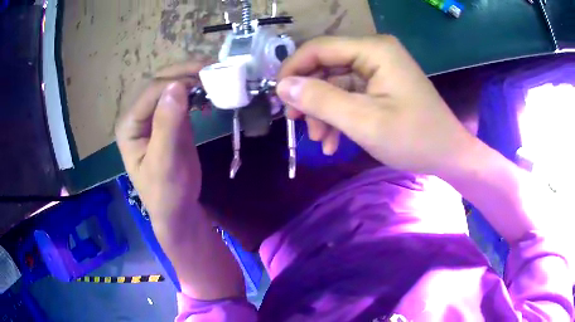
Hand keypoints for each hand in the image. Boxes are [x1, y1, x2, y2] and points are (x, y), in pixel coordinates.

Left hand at [115, 62, 201, 224]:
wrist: (178, 210)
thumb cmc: (167, 192)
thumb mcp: (165, 162)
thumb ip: (167, 125)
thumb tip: (176, 87)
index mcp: (129, 124)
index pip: (152, 92)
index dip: (177, 81)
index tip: (206, 78)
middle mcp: (138, 115)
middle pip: (160, 83)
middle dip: (186, 73)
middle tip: (214, 69)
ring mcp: (154, 116)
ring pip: (171, 86)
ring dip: (193, 79)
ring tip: (215, 77)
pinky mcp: (169, 120)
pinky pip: (181, 97)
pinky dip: (196, 91)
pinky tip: (208, 94)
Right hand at [277, 36, 475, 176]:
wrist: (449, 155)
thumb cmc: (413, 138)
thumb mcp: (363, 121)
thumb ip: (320, 100)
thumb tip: (282, 86)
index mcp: (373, 50)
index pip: (319, 48)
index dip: (293, 69)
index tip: (279, 97)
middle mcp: (374, 52)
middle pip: (326, 66)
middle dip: (310, 96)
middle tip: (297, 124)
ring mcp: (378, 70)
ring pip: (335, 84)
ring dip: (323, 112)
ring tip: (320, 140)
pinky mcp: (381, 87)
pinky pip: (350, 96)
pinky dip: (339, 117)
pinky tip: (334, 141)